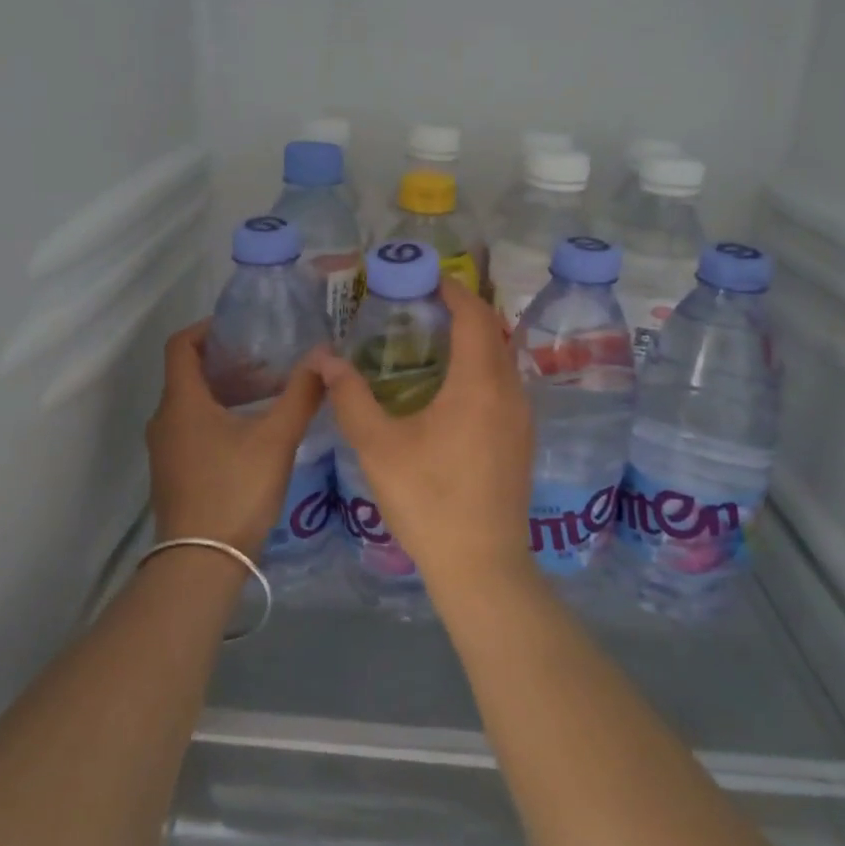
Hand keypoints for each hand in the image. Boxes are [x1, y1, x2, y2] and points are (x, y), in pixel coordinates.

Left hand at [145, 323, 325, 558]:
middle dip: (228, 363)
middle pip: (190, 373)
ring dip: (227, 392)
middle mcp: (165, 419)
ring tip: (268, 395)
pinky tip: (253, 434)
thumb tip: (324, 357)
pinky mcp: (174, 472)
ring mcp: (166, 449)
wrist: (200, 563)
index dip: (208, 329)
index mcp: (182, 402)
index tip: (243, 329)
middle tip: (268, 363)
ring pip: (193, 404)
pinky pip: (192, 428)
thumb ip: (301, 394)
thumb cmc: (235, 490)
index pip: (180, 345)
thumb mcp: (276, 439)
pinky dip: (219, 417)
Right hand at [313, 279, 535, 589]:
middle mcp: (510, 391)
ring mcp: (522, 417)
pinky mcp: (522, 440)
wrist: (482, 566)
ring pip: (501, 359)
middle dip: (461, 311)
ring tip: (432, 341)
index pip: (474, 315)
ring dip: (473, 340)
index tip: (425, 279)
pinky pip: (504, 384)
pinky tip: (450, 388)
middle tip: (420, 307)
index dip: (452, 290)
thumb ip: (350, 397)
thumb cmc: (428, 500)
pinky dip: (481, 367)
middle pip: (492, 332)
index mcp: (479, 383)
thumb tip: (322, 359)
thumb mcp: (378, 446)